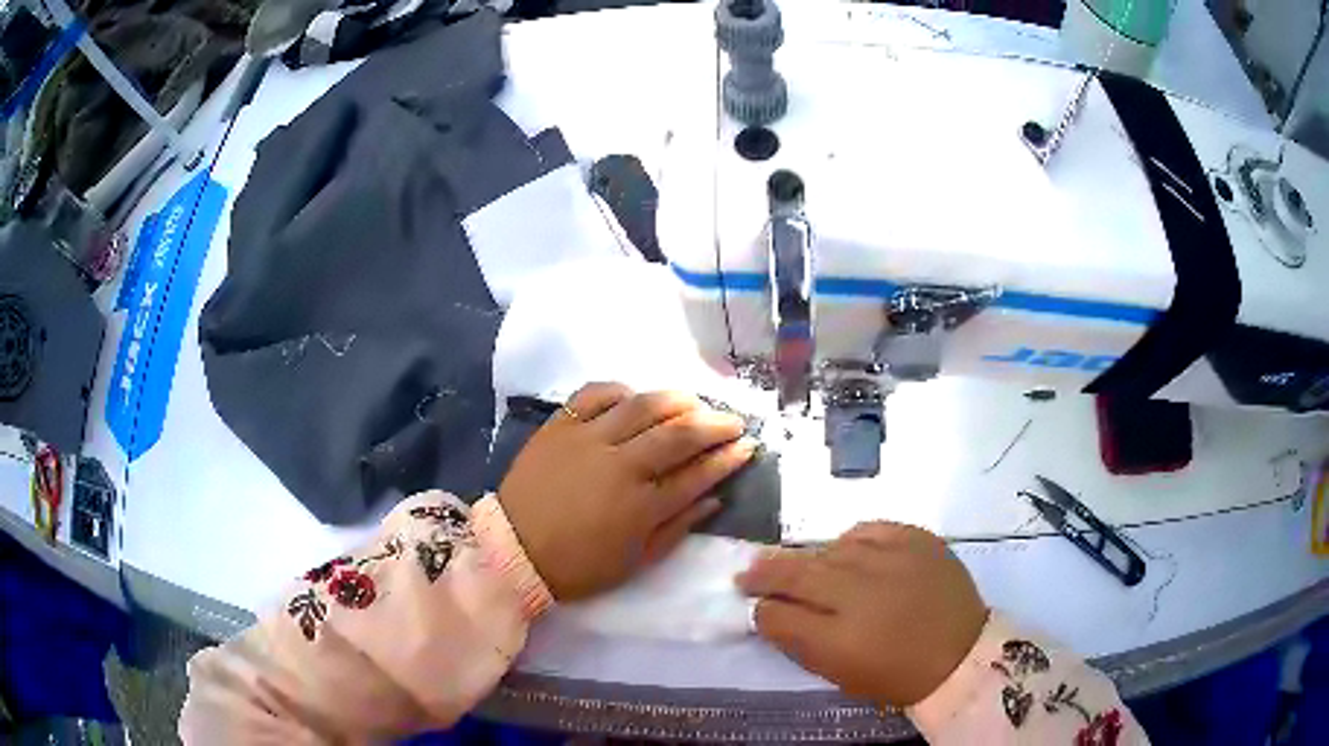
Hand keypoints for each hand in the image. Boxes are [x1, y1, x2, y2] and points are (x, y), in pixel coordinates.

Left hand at [499, 382, 757, 600]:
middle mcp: (620, 465)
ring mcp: (588, 440)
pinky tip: (634, 396)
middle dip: (714, 424)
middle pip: (678, 433)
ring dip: (676, 400)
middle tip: (732, 422)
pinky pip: (594, 394)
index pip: (697, 474)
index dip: (728, 458)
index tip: (747, 446)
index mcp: (641, 507)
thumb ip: (677, 528)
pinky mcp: (559, 427)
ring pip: (642, 405)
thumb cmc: (578, 566)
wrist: (513, 550)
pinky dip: (620, 390)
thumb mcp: (635, 562)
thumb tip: (714, 499)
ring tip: (694, 402)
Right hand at [737, 522, 986, 707]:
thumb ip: (800, 642)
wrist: (962, 653)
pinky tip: (849, 549)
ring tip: (806, 567)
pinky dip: (853, 540)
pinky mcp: (917, 540)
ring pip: (831, 549)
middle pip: (798, 572)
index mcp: (839, 639)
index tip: (755, 606)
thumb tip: (770, 614)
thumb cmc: (896, 675)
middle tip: (747, 573)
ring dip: (812, 559)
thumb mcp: (840, 674)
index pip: (779, 614)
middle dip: (766, 573)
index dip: (762, 609)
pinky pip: (870, 530)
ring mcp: (892, 560)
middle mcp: (861, 593)